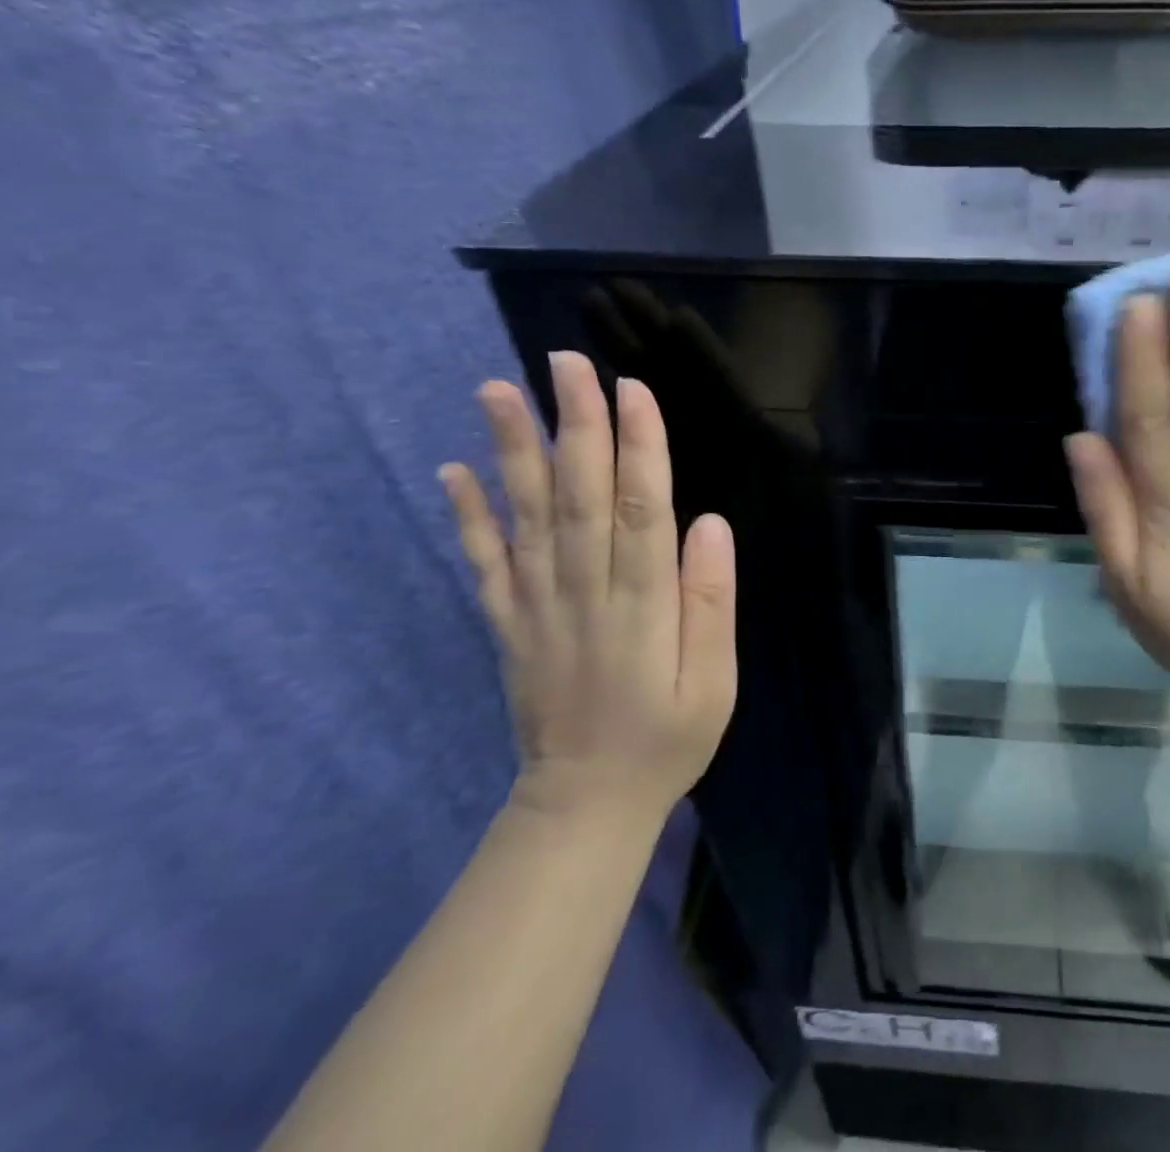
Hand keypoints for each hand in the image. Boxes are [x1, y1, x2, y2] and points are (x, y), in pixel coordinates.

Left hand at [439, 353, 736, 823]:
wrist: (585, 806)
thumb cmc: (667, 739)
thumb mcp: (715, 682)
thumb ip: (711, 601)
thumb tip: (709, 524)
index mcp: (642, 607)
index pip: (640, 510)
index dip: (638, 446)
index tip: (632, 389)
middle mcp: (584, 595)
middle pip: (579, 496)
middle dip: (576, 423)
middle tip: (567, 362)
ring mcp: (536, 608)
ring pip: (526, 516)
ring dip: (513, 450)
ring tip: (499, 390)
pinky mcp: (507, 624)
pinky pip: (484, 563)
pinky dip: (468, 515)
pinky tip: (454, 468)